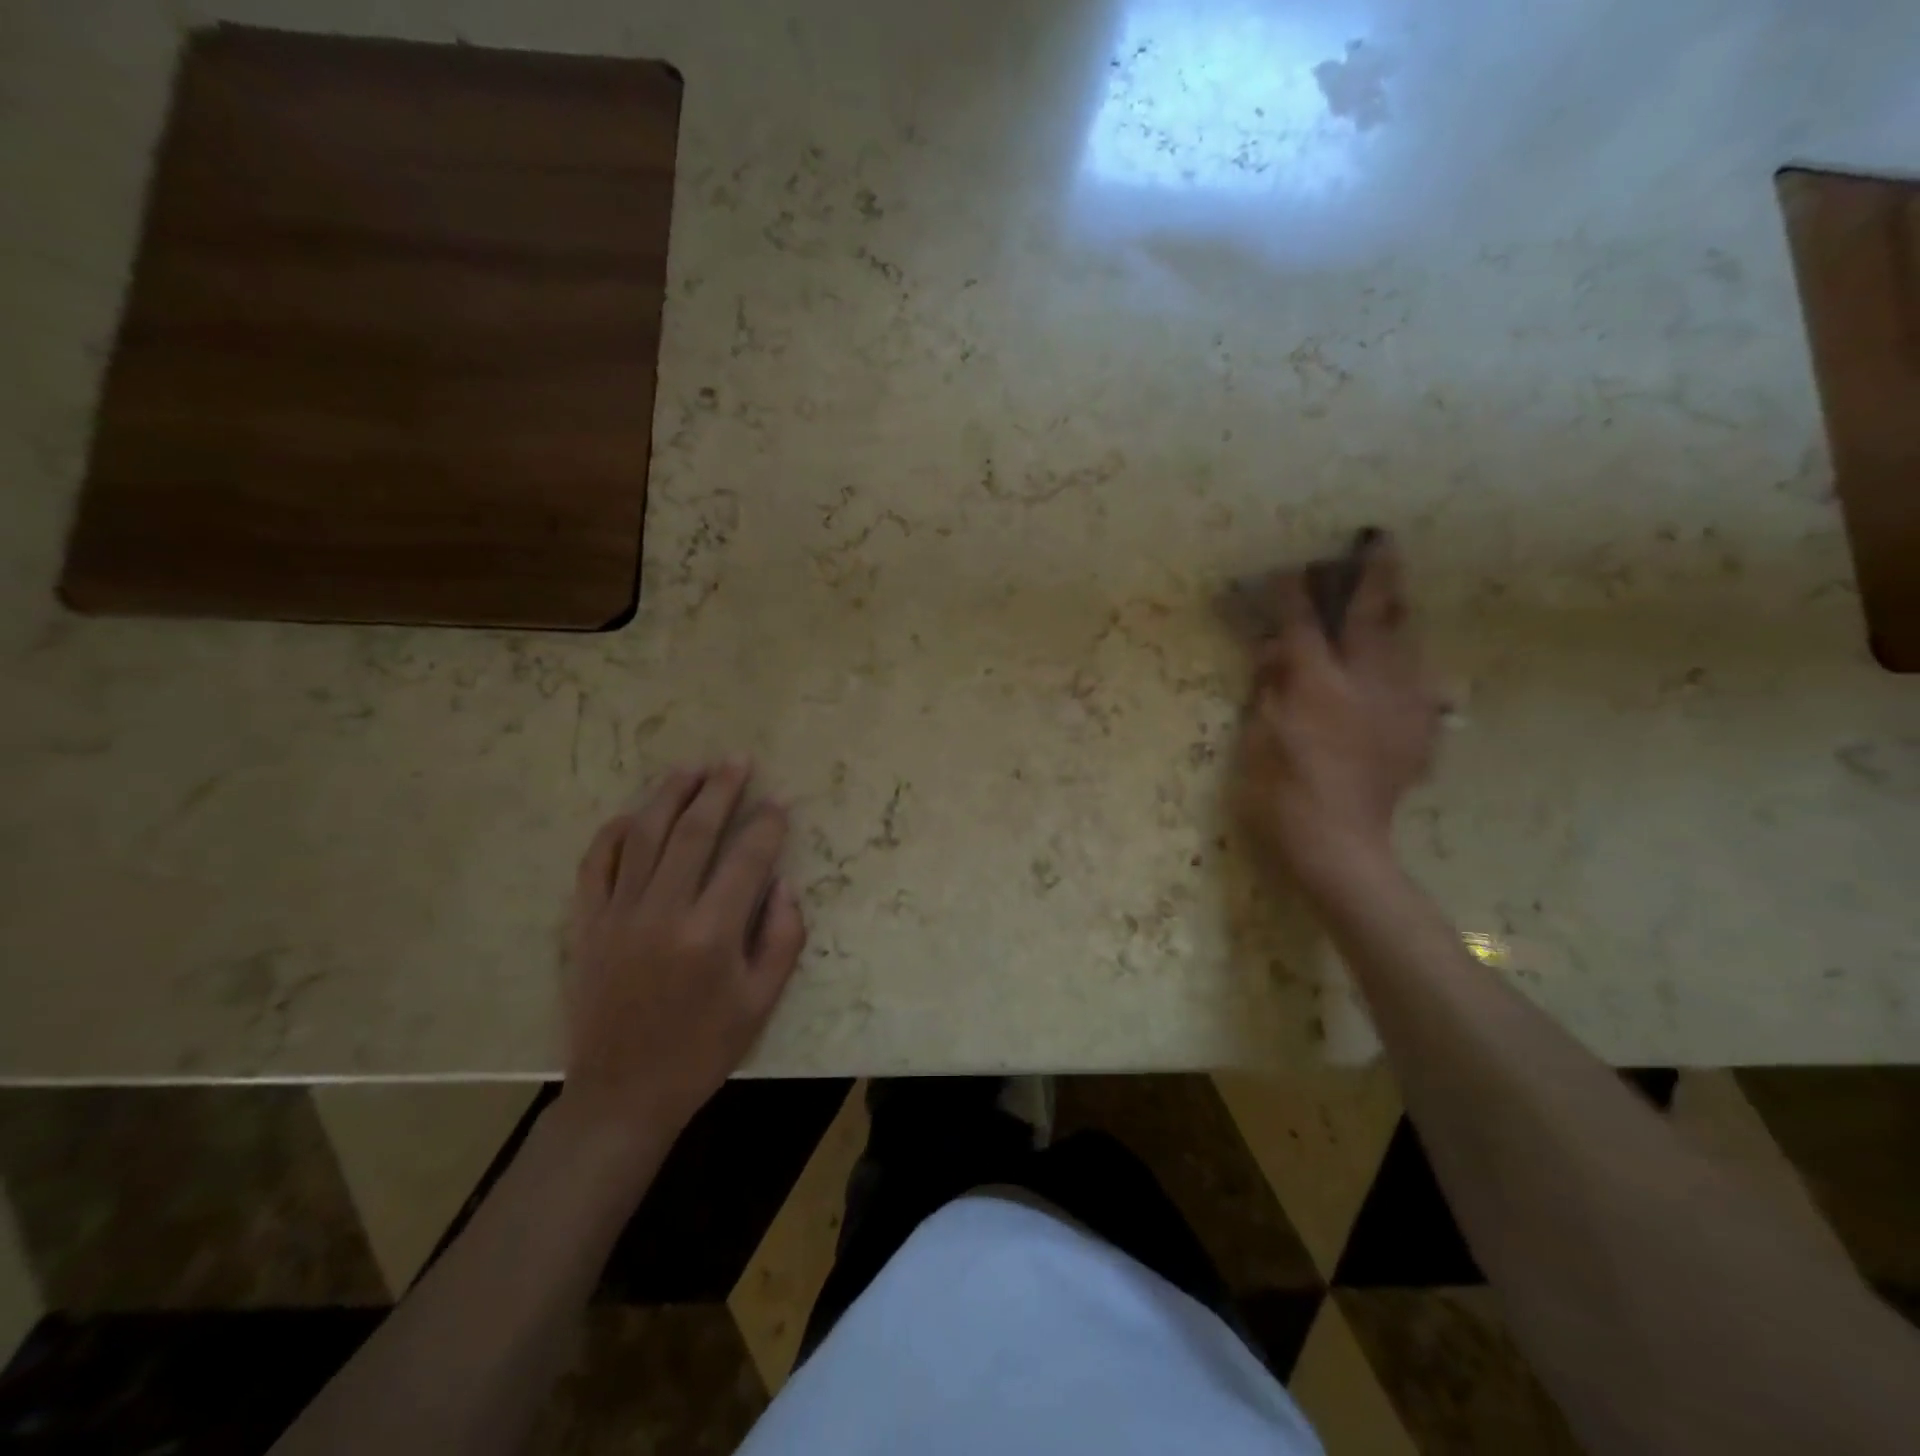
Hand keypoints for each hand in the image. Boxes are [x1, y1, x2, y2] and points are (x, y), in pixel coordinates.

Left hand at [560, 760, 806, 1147]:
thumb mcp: (762, 1002)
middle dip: (720, 790)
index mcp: (712, 935)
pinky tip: (633, 814)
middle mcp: (663, 913)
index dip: (767, 825)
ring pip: (643, 836)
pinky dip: (613, 833)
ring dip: (670, 795)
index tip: (779, 802)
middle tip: (737, 760)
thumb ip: (783, 937)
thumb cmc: (703, 1050)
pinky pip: (595, 864)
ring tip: (692, 767)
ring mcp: (618, 915)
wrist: (623, 1094)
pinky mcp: (586, 925)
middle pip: (693, 832)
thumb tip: (783, 883)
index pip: (747, 859)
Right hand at [1234, 534, 1443, 897]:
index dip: (1295, 592)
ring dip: (1397, 611)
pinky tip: (1398, 663)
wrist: (1339, 844)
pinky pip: (1418, 680)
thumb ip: (1270, 688)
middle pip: (1374, 616)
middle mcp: (1367, 684)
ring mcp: (1401, 706)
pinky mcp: (1419, 729)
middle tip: (1379, 540)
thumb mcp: (1259, 738)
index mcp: (1318, 686)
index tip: (1291, 567)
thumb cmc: (1281, 793)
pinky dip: (1406, 662)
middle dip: (1375, 575)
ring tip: (1393, 590)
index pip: (1303, 625)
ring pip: (1406, 641)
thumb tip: (1276, 651)